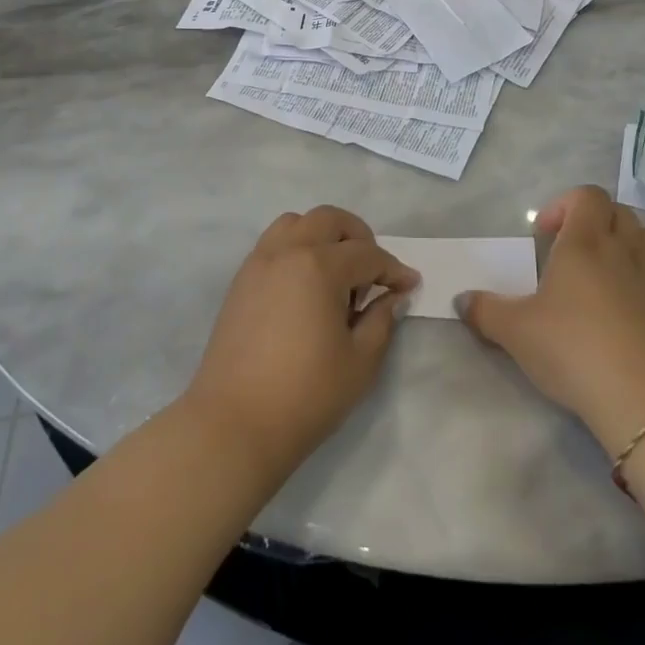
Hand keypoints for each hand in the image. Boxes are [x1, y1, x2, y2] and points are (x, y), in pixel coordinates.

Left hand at [183, 206, 419, 479]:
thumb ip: (381, 321)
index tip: (410, 285)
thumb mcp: (360, 362)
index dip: (394, 270)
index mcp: (319, 266)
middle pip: (330, 220)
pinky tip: (305, 288)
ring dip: (322, 236)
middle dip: (359, 238)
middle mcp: (287, 251)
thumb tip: (391, 297)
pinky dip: (296, 249)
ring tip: (334, 275)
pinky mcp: (241, 280)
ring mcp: (259, 262)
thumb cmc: (305, 395)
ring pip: (296, 223)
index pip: (367, 254)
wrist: (234, 424)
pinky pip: (273, 244)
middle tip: (372, 273)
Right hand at [456, 185, 644, 456]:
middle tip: (573, 253)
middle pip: (619, 212)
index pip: (587, 196)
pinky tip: (643, 301)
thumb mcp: (515, 332)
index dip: (565, 205)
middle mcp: (625, 250)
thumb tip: (460, 300)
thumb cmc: (573, 350)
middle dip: (596, 222)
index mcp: (585, 243)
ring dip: (631, 244)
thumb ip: (485, 310)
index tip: (545, 235)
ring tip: (611, 272)